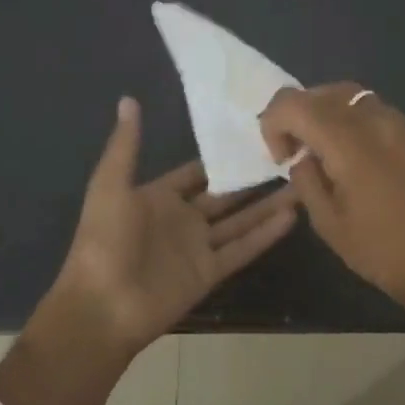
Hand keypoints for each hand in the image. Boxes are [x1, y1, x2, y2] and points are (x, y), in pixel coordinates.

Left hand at [51, 96, 299, 353]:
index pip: (197, 171)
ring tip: (302, 183)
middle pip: (226, 194)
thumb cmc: (104, 240)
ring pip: (241, 220)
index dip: (224, 156)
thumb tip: (129, 98)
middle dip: (254, 178)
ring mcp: (198, 247)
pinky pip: (243, 249)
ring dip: (268, 204)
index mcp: (158, 196)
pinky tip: (292, 215)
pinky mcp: (210, 272)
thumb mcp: (111, 185)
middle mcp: (182, 218)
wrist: (102, 306)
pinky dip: (266, 234)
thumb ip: (126, 145)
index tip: (256, 136)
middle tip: (289, 157)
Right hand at [260, 83, 404, 335]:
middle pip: (324, 91)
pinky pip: (379, 113)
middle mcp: (376, 121)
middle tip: (298, 152)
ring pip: (353, 97)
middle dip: (300, 114)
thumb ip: (306, 180)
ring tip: (328, 152)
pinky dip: (357, 123)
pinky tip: (361, 160)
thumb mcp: (328, 224)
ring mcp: (404, 125)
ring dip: (329, 115)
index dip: (274, 123)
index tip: (282, 158)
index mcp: (349, 143)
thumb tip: (302, 157)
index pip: (294, 103)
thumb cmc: (383, 253)